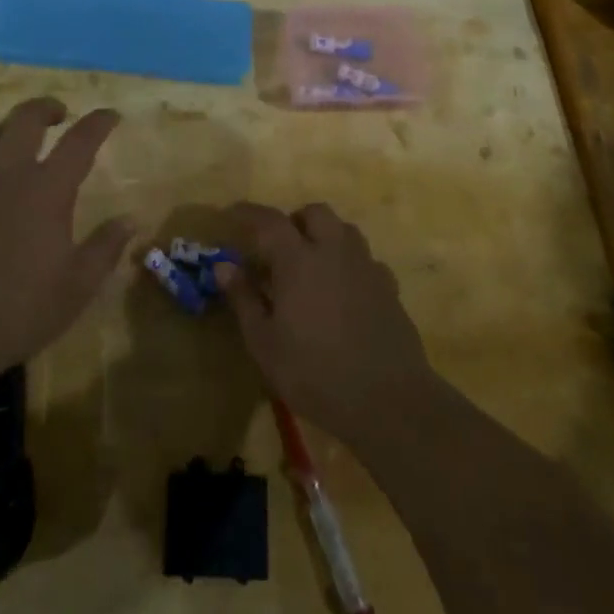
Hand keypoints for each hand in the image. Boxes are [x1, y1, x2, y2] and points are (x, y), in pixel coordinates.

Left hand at [0, 98, 130, 381]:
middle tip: (59, 114)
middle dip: (46, 108)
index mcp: (47, 191)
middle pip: (25, 120)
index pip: (79, 141)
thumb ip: (106, 248)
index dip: (98, 123)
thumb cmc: (19, 311)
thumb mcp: (77, 286)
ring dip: (11, 128)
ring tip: (22, 137)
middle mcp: (7, 177)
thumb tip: (131, 220)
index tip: (111, 115)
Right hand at [216, 203, 434, 445]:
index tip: (232, 213)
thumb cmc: (315, 373)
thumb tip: (224, 266)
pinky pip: (366, 259)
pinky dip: (349, 264)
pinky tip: (343, 291)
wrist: (389, 400)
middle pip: (315, 214)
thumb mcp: (264, 343)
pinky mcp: (389, 287)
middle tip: (279, 247)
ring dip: (325, 236)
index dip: (248, 212)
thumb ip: (244, 299)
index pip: (269, 220)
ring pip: (345, 230)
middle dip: (294, 221)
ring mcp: (366, 267)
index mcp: (298, 259)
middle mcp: (334, 251)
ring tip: (312, 265)